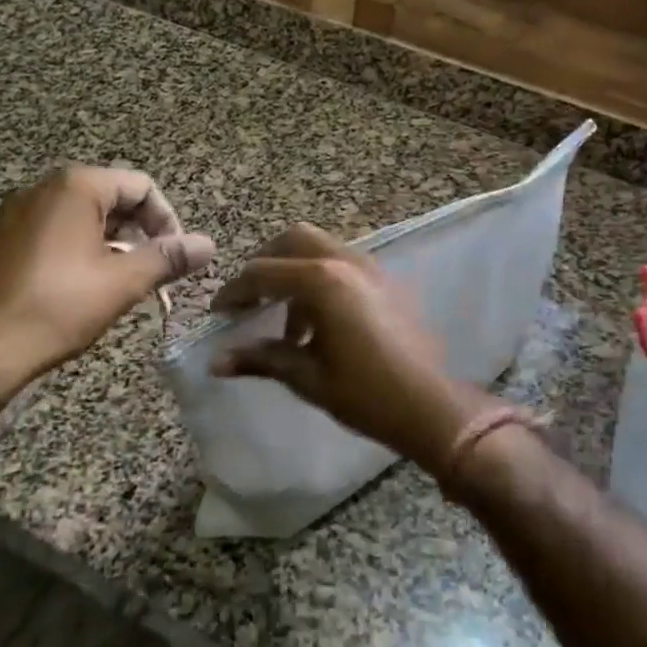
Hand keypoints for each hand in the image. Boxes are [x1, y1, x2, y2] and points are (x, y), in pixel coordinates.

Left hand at [0, 166, 215, 399]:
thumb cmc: (58, 307)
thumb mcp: (124, 282)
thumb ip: (169, 258)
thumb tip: (209, 244)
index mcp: (75, 187)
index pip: (140, 186)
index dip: (167, 220)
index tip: (174, 258)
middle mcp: (40, 189)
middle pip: (108, 197)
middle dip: (137, 232)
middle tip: (148, 272)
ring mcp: (11, 214)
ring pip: (78, 217)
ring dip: (107, 243)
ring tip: (116, 283)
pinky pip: (47, 234)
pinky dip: (72, 251)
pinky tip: (73, 289)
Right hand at [211, 224, 483, 468]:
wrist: (430, 407)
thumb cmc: (365, 395)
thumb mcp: (307, 377)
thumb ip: (261, 359)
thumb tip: (216, 362)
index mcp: (322, 282)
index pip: (262, 273)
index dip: (234, 292)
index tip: (220, 314)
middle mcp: (345, 262)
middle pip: (292, 240)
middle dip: (265, 264)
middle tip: (250, 300)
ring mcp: (369, 267)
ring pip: (319, 246)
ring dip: (294, 270)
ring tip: (286, 322)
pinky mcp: (385, 280)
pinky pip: (342, 262)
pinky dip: (319, 276)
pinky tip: (318, 322)